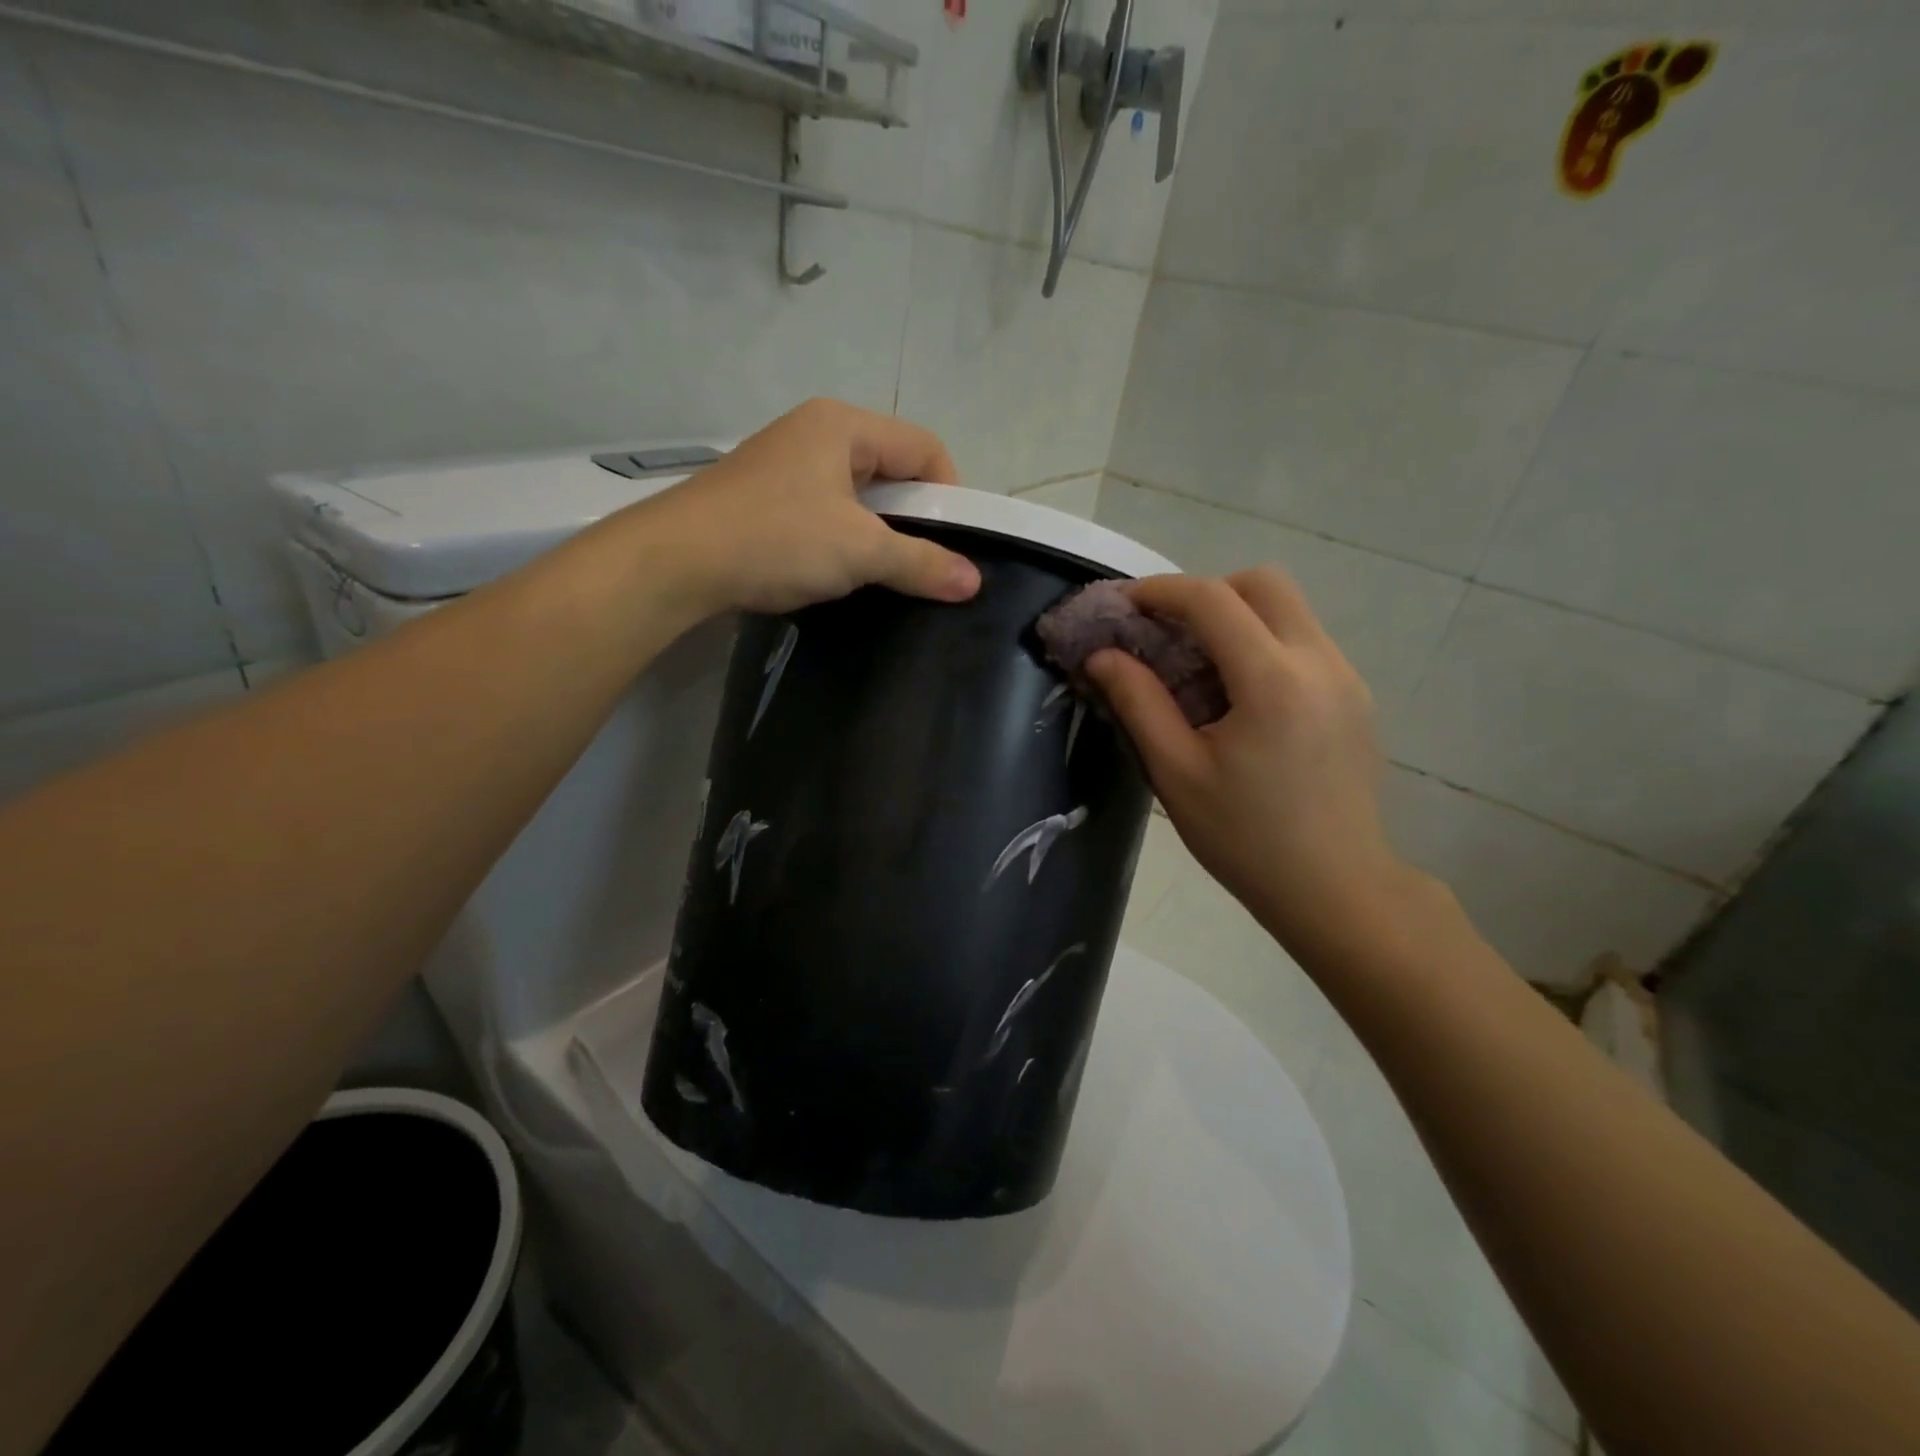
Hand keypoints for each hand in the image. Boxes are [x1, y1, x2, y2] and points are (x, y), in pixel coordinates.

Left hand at [644, 399, 981, 615]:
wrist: (676, 561)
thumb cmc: (776, 539)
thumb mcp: (859, 551)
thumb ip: (920, 563)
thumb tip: (973, 582)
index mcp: (843, 425)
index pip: (924, 447)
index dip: (949, 493)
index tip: (952, 543)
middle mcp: (815, 431)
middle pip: (891, 466)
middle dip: (914, 514)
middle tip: (922, 561)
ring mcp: (786, 462)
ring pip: (857, 492)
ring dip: (877, 530)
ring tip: (881, 571)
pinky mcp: (766, 495)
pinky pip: (826, 508)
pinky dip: (844, 536)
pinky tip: (838, 569)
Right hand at [1086, 570, 1411, 956]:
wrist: (1335, 889)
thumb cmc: (1245, 838)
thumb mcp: (1176, 773)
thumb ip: (1137, 702)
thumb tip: (1102, 655)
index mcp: (1273, 681)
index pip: (1212, 600)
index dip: (1160, 591)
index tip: (1123, 605)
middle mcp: (1320, 661)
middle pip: (1263, 583)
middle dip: (1206, 593)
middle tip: (1167, 634)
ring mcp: (1347, 677)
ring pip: (1288, 610)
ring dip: (1236, 618)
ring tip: (1198, 668)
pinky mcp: (1356, 697)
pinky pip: (1303, 642)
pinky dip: (1262, 644)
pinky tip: (1239, 698)